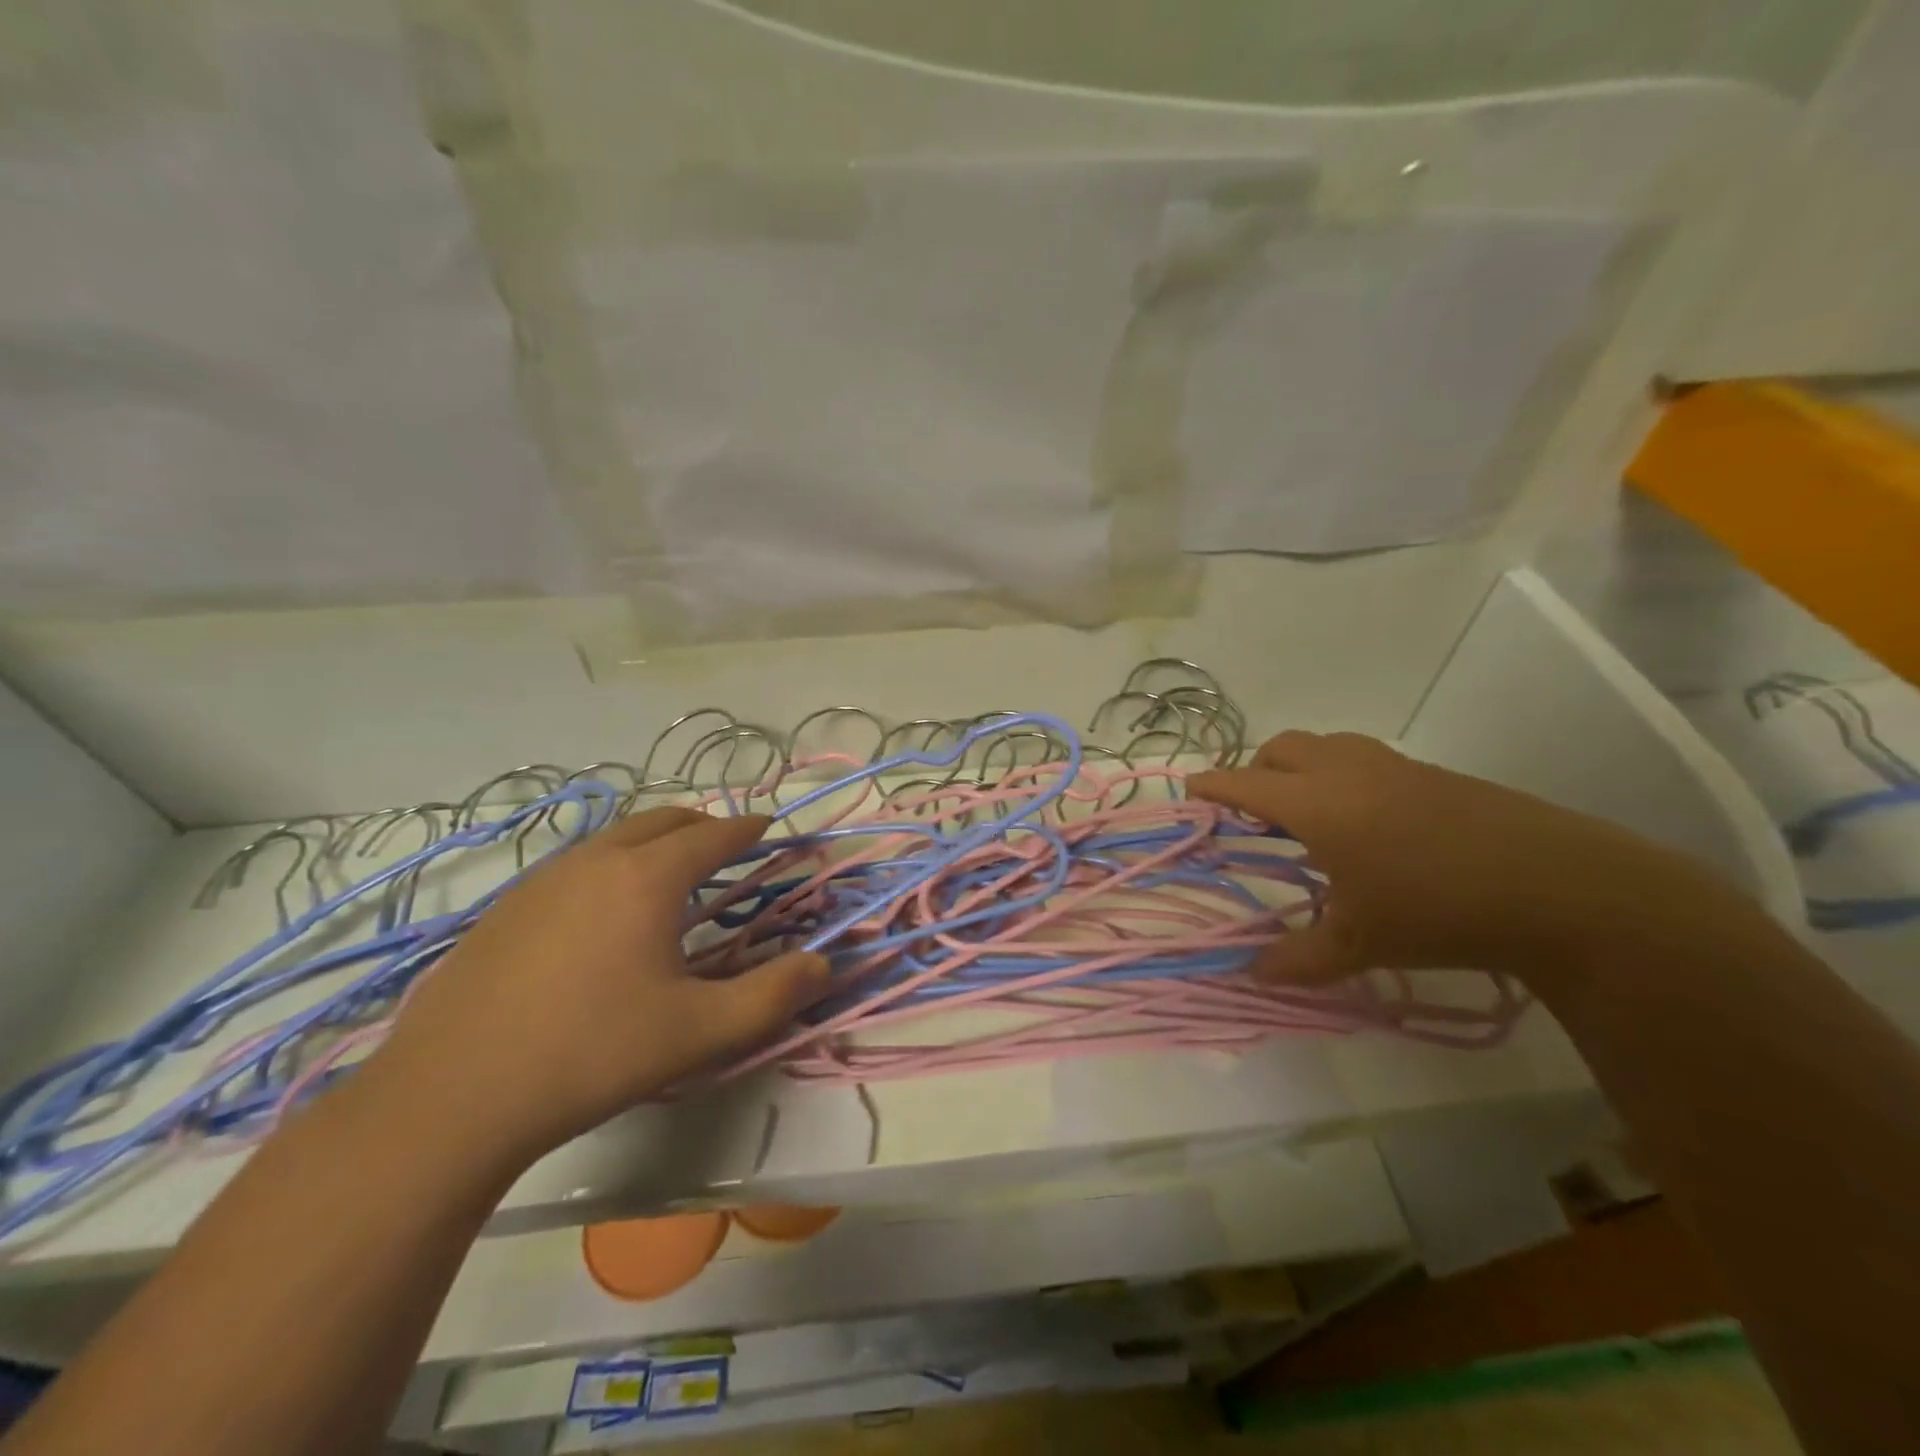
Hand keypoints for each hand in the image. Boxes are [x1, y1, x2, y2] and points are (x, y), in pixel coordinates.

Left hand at [370, 808, 825, 1166]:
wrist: (451, 1098)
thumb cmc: (592, 1053)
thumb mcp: (700, 1032)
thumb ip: (773, 996)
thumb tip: (823, 964)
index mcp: (647, 878)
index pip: (712, 835)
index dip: (747, 828)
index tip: (768, 828)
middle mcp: (596, 861)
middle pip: (661, 820)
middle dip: (702, 825)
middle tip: (726, 847)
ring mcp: (542, 880)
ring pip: (614, 838)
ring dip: (653, 842)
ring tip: (671, 875)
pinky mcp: (505, 908)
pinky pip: (576, 865)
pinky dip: (610, 866)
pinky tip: (604, 914)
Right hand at [1187, 731, 1741, 986]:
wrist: (1559, 888)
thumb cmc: (1437, 911)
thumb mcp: (1359, 944)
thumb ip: (1298, 960)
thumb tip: (1253, 976)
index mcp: (1315, 804)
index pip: (1243, 784)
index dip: (1211, 786)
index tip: (1189, 790)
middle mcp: (1345, 771)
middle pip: (1280, 748)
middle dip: (1255, 771)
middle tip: (1252, 812)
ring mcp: (1393, 765)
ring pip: (1325, 745)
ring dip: (1300, 768)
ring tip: (1308, 814)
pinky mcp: (1432, 773)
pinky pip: (1364, 758)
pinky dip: (1341, 775)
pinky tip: (1367, 822)